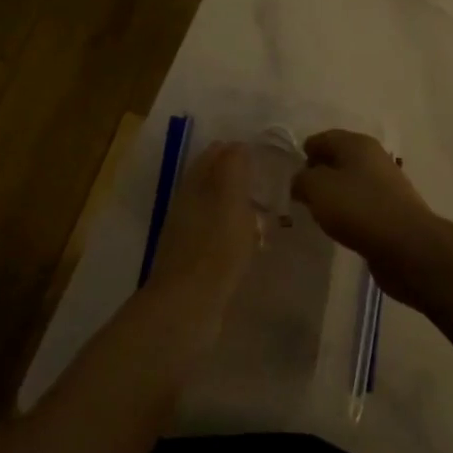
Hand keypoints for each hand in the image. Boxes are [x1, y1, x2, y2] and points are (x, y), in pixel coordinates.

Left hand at [146, 141, 258, 298]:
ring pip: (215, 210)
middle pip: (211, 183)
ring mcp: (188, 236)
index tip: (261, 153)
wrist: (187, 307)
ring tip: (265, 211)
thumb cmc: (214, 248)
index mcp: (193, 187)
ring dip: (237, 207)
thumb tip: (236, 145)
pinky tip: (251, 243)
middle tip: (266, 180)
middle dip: (235, 177)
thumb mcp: (229, 200)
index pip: (213, 157)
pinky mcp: (194, 264)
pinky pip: (218, 237)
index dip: (234, 151)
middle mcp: (186, 206)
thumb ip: (232, 169)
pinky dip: (235, 233)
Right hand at [291, 130, 437, 275]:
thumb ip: (302, 179)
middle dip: (319, 173)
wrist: (407, 245)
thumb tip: (301, 180)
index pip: (324, 138)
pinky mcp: (393, 209)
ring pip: (351, 182)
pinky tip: (340, 225)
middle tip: (301, 193)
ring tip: (318, 211)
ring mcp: (387, 184)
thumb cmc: (358, 208)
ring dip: (334, 193)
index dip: (305, 152)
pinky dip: (349, 210)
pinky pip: (363, 203)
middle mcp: (374, 157)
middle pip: (339, 159)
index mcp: (357, 143)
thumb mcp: (318, 188)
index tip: (290, 173)